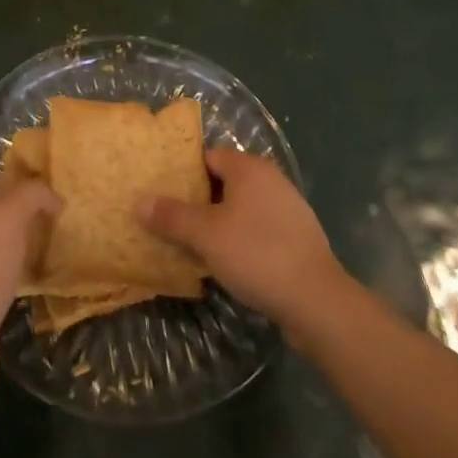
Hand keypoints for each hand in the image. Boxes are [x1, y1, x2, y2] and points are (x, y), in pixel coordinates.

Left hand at [0, 171, 60, 403]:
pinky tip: (42, 276)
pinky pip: (3, 276)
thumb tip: (53, 196)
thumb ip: (31, 196)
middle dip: (21, 207)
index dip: (14, 171)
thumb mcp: (7, 216)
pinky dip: (21, 273)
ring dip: (22, 241)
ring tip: (56, 239)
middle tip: (59, 208)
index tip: (47, 175)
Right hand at [138, 148, 342, 326]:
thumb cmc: (256, 254)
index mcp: (249, 168)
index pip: (208, 157)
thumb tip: (140, 202)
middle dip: (199, 199)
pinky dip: (242, 238)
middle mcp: (270, 179)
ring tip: (194, 243)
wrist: (317, 301)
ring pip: (242, 207)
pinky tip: (229, 261)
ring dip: (220, 221)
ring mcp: (288, 208)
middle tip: (172, 219)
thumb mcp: (206, 235)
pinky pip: (260, 228)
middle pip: (225, 181)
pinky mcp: (298, 237)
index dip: (183, 173)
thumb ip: (172, 216)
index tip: (162, 192)